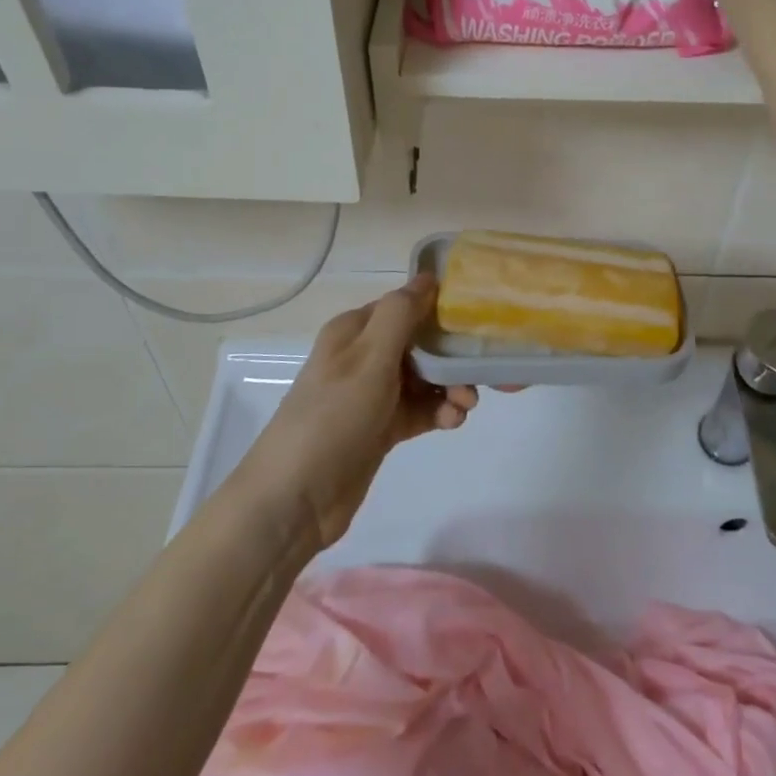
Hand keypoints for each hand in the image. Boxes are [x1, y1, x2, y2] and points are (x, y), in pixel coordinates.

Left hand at [239, 274, 476, 549]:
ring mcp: (373, 393)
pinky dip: (439, 412)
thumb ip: (401, 315)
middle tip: (479, 374)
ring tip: (465, 407)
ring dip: (451, 386)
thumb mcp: (369, 358)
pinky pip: (421, 409)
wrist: (295, 499)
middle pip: (422, 343)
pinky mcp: (382, 427)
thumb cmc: (333, 417)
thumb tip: (429, 276)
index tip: (479, 321)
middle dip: (454, 356)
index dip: (442, 310)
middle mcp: (365, 356)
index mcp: (356, 330)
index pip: (407, 306)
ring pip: (426, 378)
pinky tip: (451, 423)